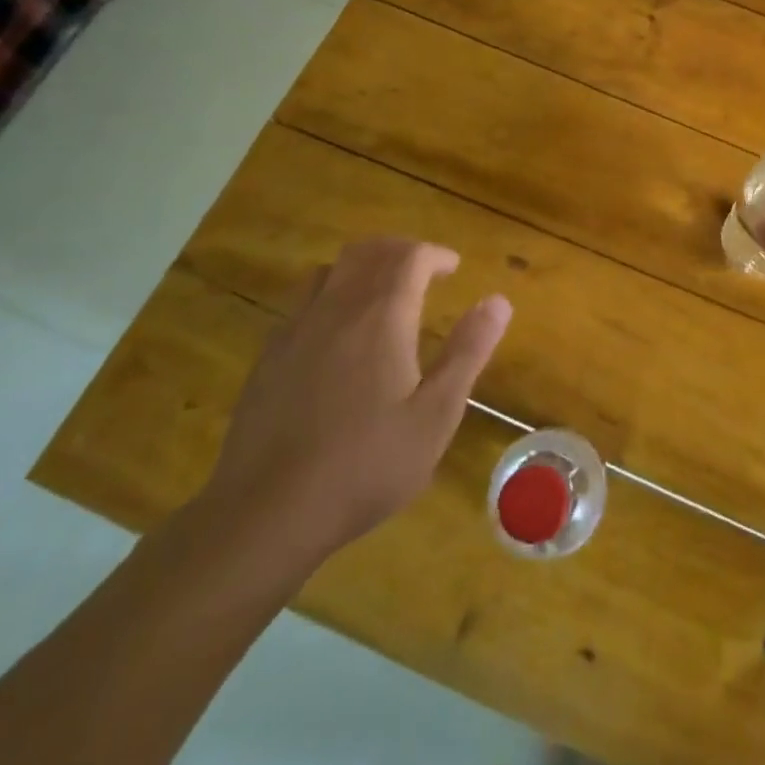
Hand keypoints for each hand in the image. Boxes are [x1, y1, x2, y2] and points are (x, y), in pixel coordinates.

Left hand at [195, 238, 510, 580]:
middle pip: (368, 252)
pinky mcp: (269, 357)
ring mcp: (295, 330)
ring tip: (383, 293)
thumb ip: (468, 351)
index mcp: (381, 317)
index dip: (435, 255)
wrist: (266, 512)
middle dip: (400, 252)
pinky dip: (331, 294)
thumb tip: (498, 301)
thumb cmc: (366, 465)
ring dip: (363, 267)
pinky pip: (303, 302)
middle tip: (424, 272)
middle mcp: (336, 309)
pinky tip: (338, 333)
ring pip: (331, 270)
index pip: (409, 257)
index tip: (453, 269)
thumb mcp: (436, 414)